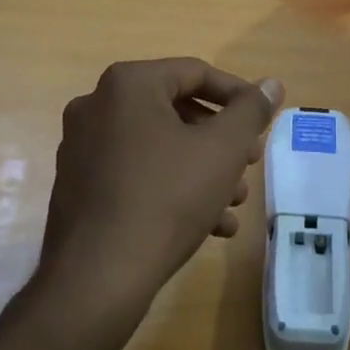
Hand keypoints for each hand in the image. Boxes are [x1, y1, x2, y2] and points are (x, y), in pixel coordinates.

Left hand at [35, 58, 284, 329]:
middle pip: (176, 111)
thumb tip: (271, 84)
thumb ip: (251, 111)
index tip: (263, 123)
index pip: (195, 73)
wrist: (99, 277)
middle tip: (249, 163)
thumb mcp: (223, 149)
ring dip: (202, 169)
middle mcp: (96, 106)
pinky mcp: (78, 187)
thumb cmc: (167, 197)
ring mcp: (81, 148)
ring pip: (158, 147)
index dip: (238, 96)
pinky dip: (172, 188)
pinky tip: (207, 225)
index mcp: (127, 85)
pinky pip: (135, 174)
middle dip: (220, 140)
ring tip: (234, 202)